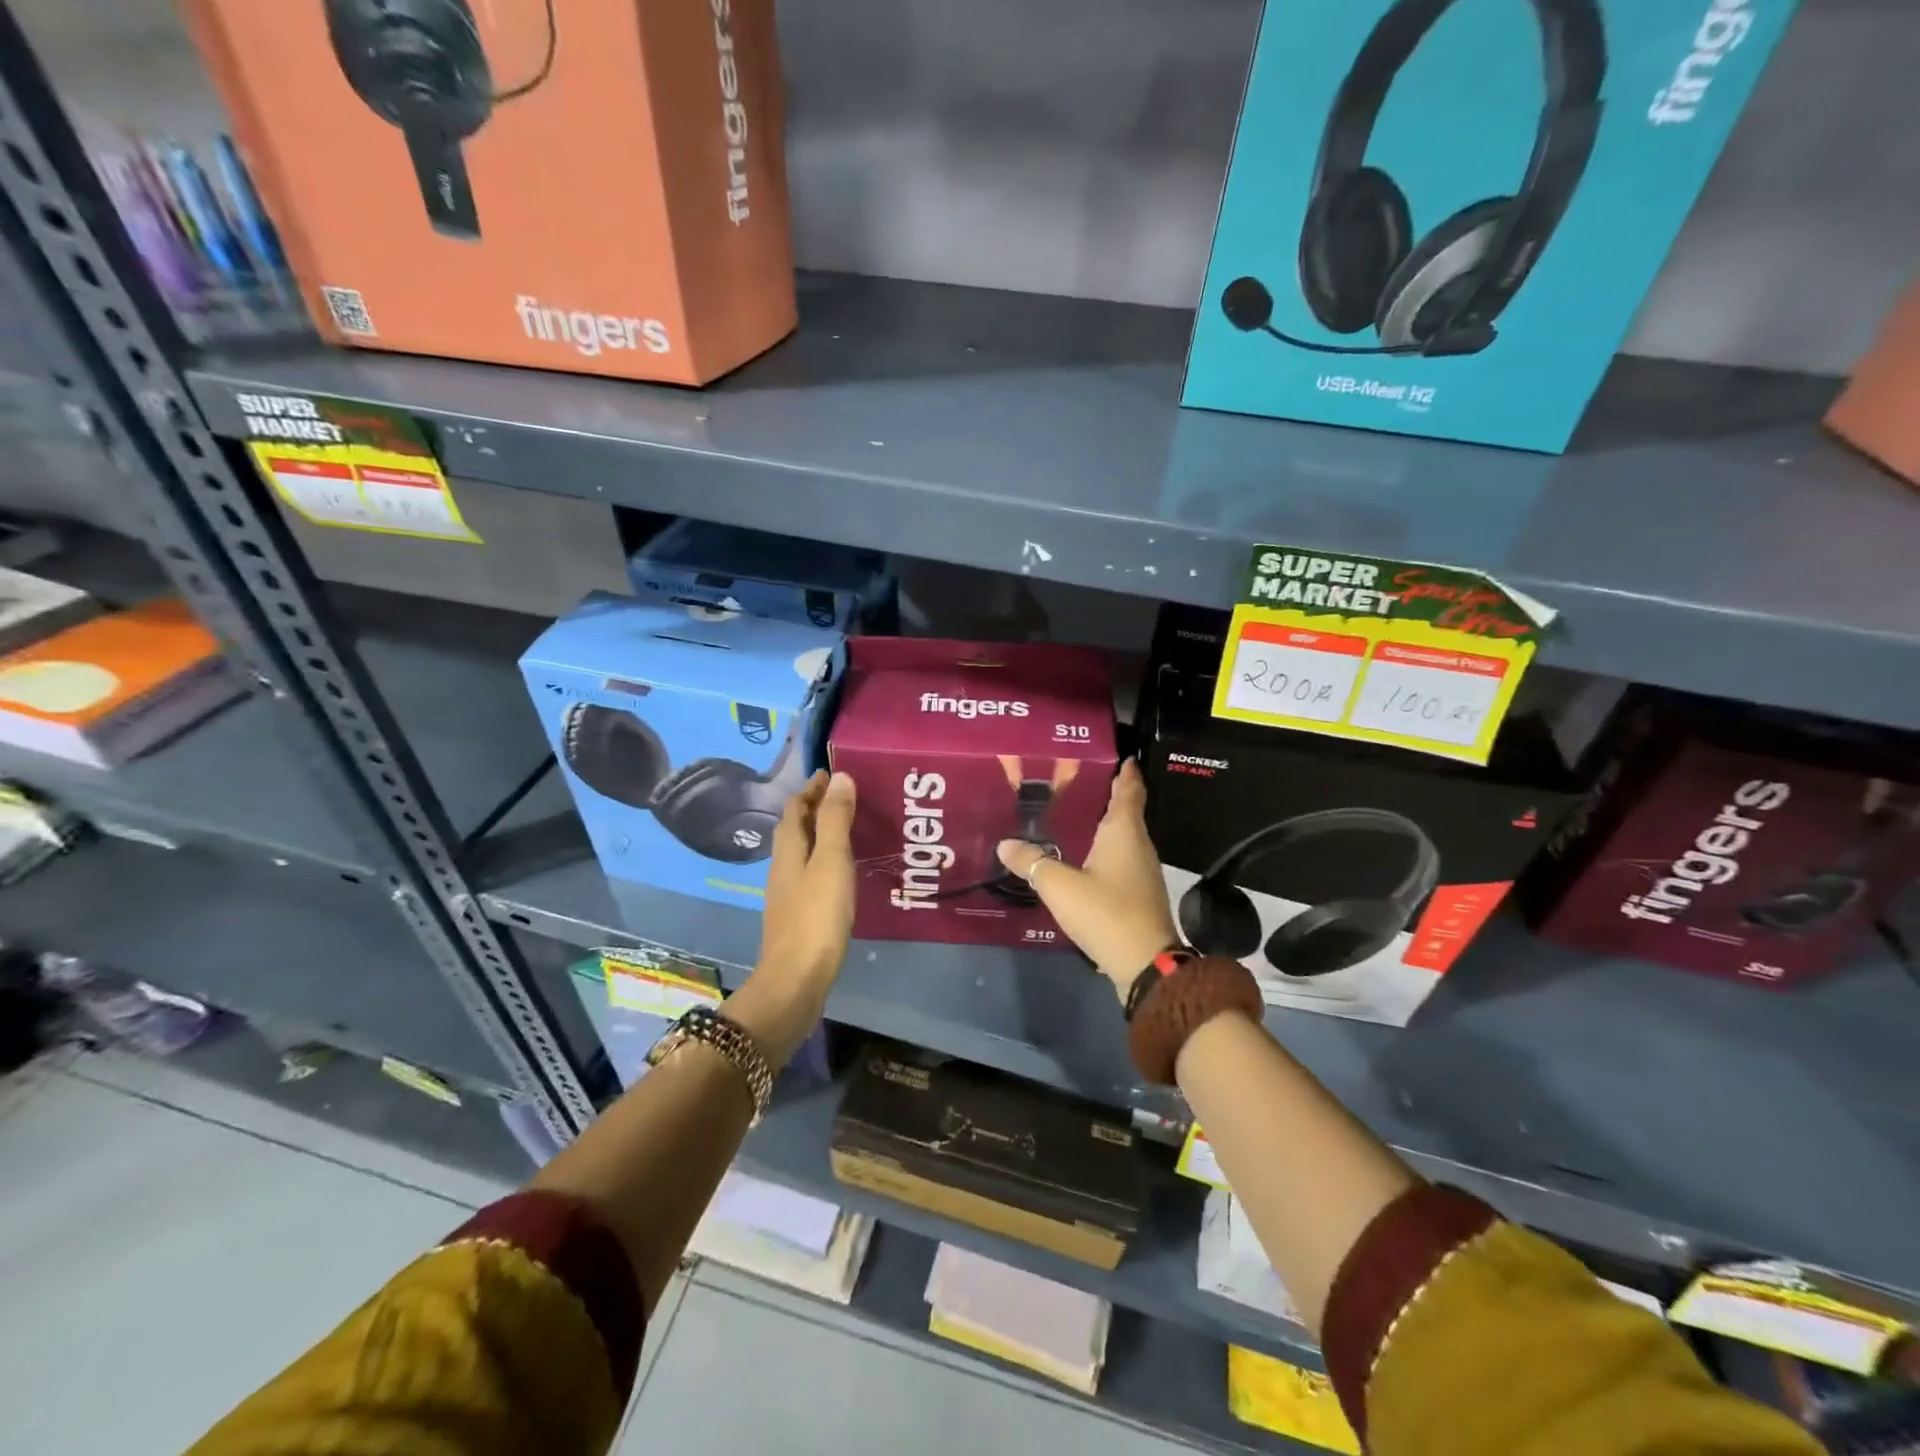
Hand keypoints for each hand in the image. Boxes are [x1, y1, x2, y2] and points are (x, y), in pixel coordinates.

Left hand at [731, 770, 857, 1064]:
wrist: (796, 980)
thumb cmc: (816, 916)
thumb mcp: (831, 861)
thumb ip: (835, 820)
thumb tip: (838, 777)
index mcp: (788, 850)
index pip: (795, 809)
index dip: (811, 789)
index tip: (831, 773)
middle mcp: (783, 867)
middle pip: (795, 829)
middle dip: (815, 808)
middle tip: (846, 797)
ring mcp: (788, 894)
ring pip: (802, 852)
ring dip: (820, 834)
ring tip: (849, 828)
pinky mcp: (798, 916)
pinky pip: (811, 874)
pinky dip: (825, 860)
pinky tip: (843, 872)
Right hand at [997, 759, 1178, 1001]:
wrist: (1146, 964)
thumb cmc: (1106, 912)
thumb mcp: (1059, 886)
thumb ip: (1031, 862)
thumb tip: (1005, 844)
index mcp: (1124, 832)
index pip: (1129, 789)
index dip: (1125, 771)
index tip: (1118, 755)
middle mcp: (1138, 845)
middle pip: (1126, 811)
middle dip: (1106, 794)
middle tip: (1074, 782)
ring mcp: (1141, 871)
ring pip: (1123, 836)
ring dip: (1103, 823)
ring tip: (1072, 815)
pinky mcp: (1138, 893)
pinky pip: (1119, 858)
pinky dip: (1103, 849)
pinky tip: (1081, 856)